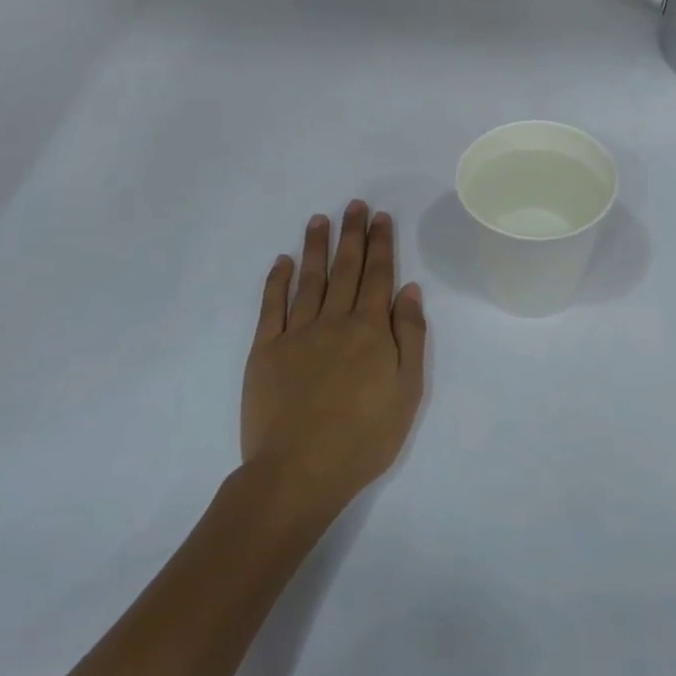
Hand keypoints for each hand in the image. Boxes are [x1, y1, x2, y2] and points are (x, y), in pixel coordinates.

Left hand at [242, 202, 427, 519]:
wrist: (300, 471)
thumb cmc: (364, 437)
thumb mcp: (408, 391)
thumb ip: (410, 336)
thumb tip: (409, 289)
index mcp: (371, 330)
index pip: (378, 276)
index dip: (381, 244)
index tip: (380, 217)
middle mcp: (334, 321)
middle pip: (346, 269)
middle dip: (351, 234)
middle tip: (354, 204)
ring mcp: (296, 333)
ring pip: (309, 279)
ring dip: (316, 247)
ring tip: (319, 219)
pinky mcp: (266, 350)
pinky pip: (272, 306)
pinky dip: (277, 281)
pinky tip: (281, 261)